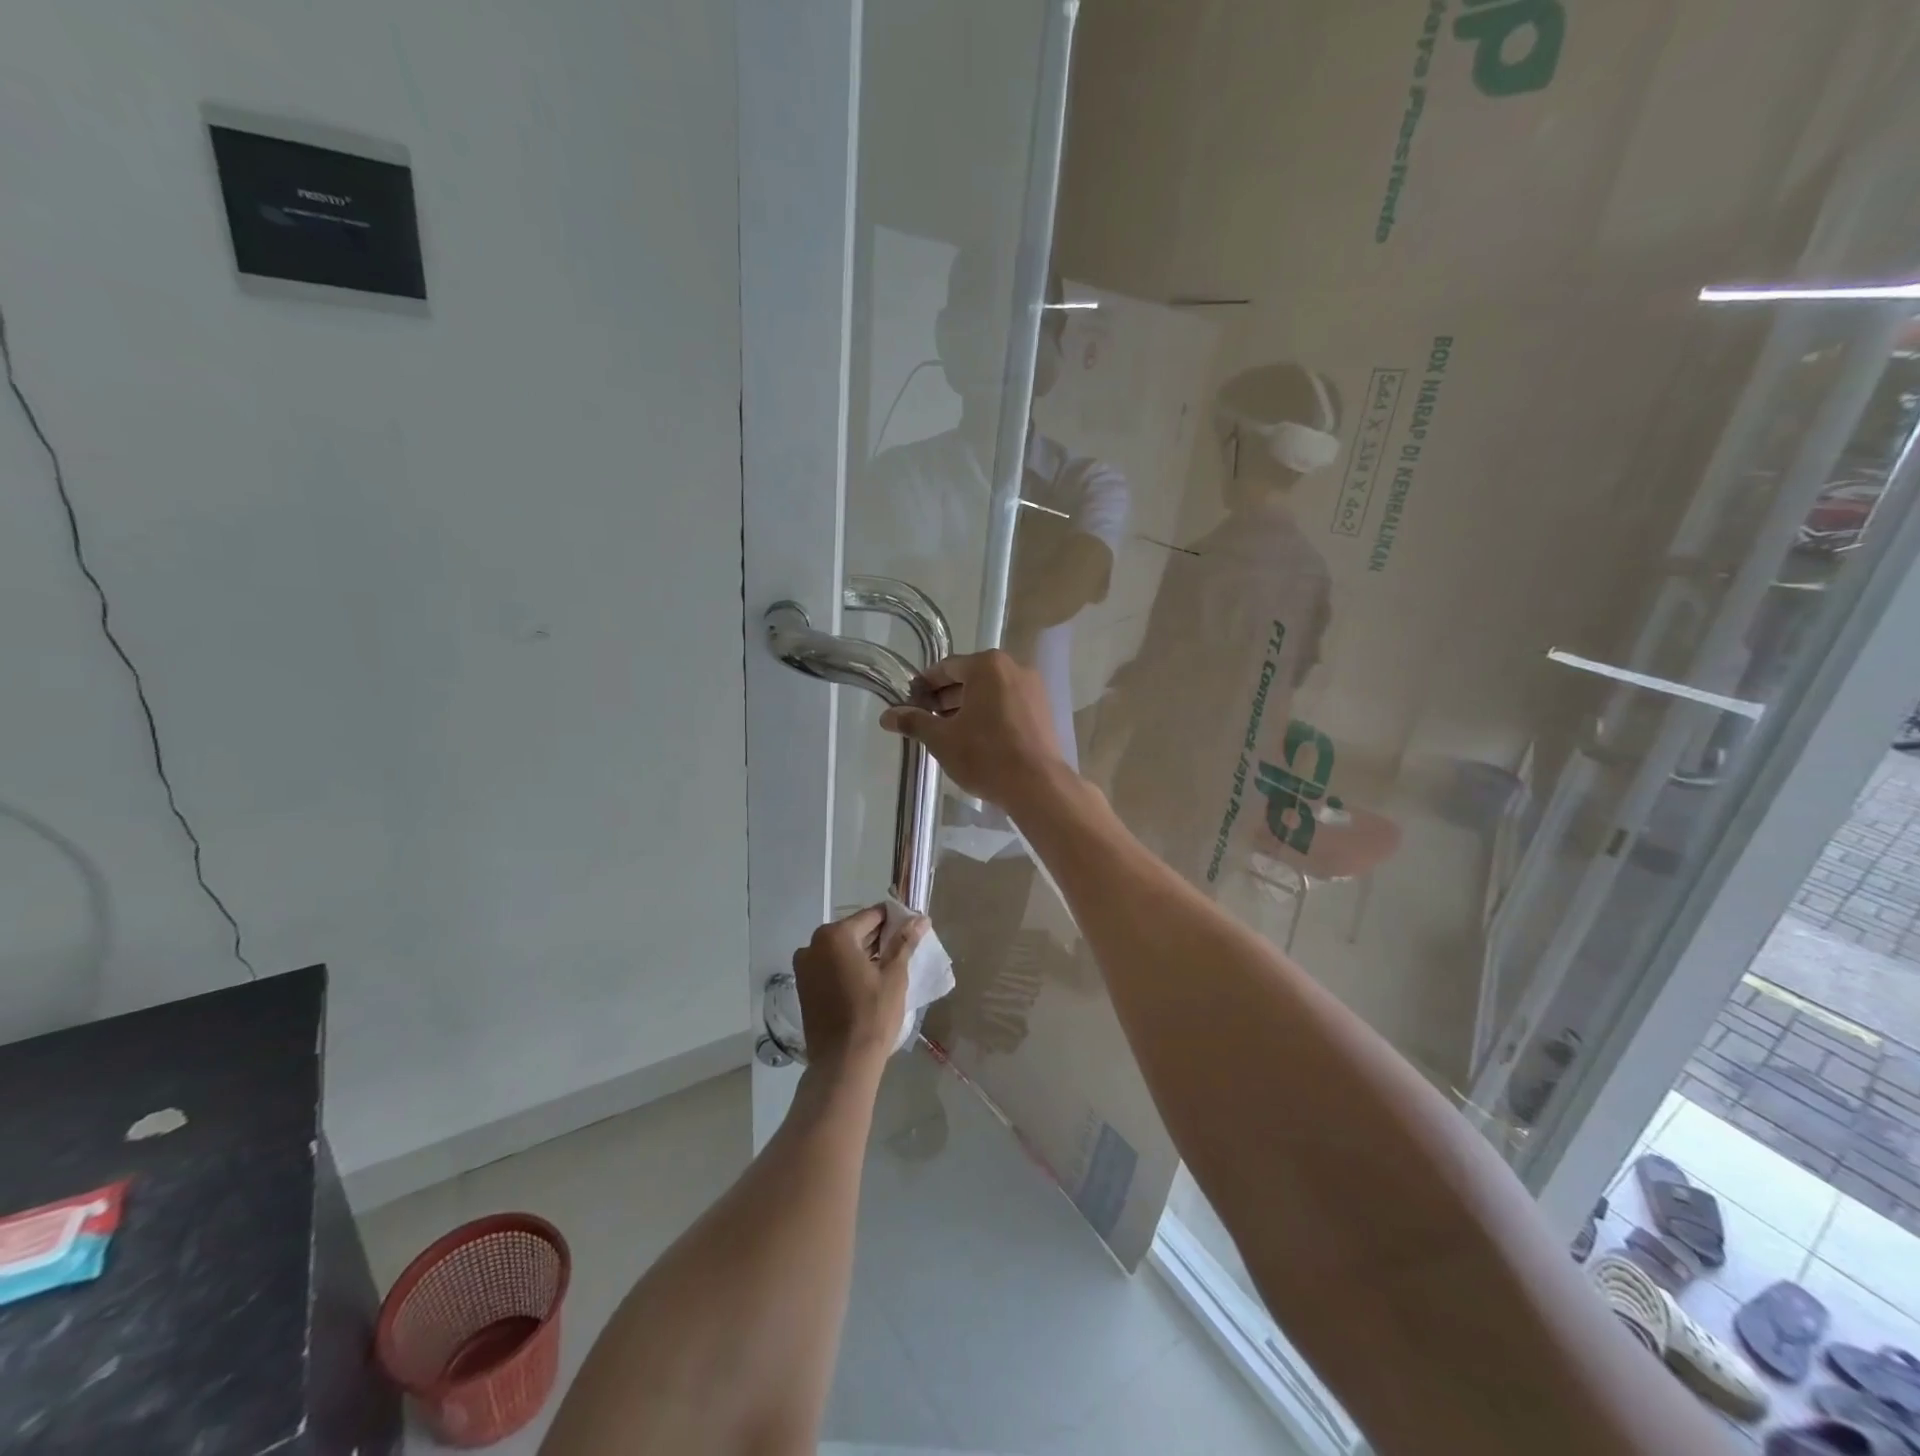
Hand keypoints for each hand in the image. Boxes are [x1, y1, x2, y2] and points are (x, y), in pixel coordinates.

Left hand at [792, 904, 925, 1069]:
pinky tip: (868, 980)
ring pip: (841, 950)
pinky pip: (830, 966)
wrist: (843, 1063)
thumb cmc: (872, 1015)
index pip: (872, 916)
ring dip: (863, 953)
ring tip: (889, 965)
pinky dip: (847, 967)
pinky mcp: (804, 987)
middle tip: (904, 947)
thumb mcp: (894, 975)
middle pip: (854, 931)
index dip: (895, 920)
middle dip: (879, 937)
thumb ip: (905, 942)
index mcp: (835, 936)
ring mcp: (804, 967)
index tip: (913, 927)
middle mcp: (813, 945)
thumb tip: (920, 919)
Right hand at [879, 650, 1066, 809]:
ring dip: (967, 707)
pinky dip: (989, 714)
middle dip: (945, 698)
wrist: (1037, 785)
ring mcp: (1033, 689)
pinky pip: (1008, 704)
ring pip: (990, 692)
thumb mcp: (941, 739)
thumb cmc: (985, 755)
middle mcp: (1014, 668)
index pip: (946, 668)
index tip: (909, 703)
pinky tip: (976, 738)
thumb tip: (886, 716)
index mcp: (987, 665)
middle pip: (970, 678)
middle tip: (925, 720)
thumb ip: (913, 722)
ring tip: (947, 732)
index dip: (924, 686)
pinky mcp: (1043, 710)